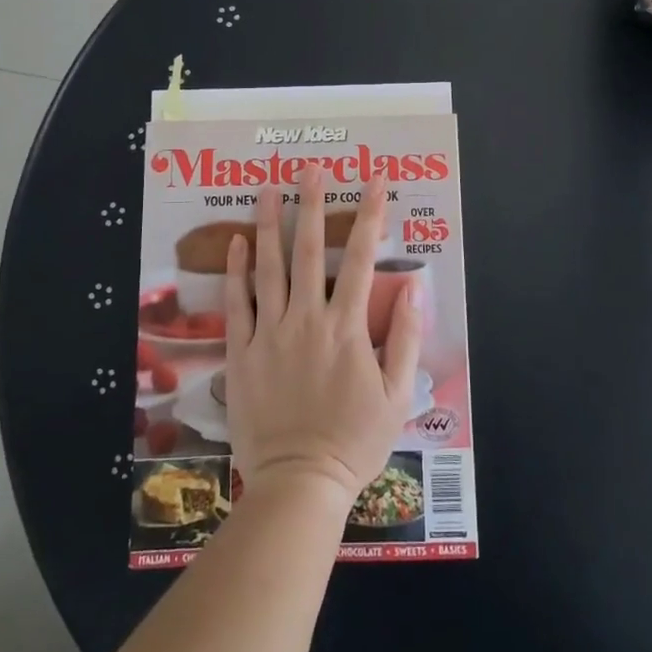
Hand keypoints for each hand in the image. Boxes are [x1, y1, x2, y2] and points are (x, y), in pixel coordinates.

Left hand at [223, 168, 422, 501]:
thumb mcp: (396, 396)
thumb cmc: (353, 441)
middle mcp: (307, 319)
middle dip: (312, 205)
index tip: (375, 182)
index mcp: (347, 328)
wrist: (299, 482)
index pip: (364, 259)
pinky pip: (237, 304)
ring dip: (269, 224)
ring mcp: (270, 333)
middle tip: (310, 169)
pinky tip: (236, 243)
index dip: (371, 217)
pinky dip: (236, 271)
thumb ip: (406, 339)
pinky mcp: (242, 352)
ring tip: (266, 188)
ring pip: (269, 268)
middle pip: (310, 251)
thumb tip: (416, 290)